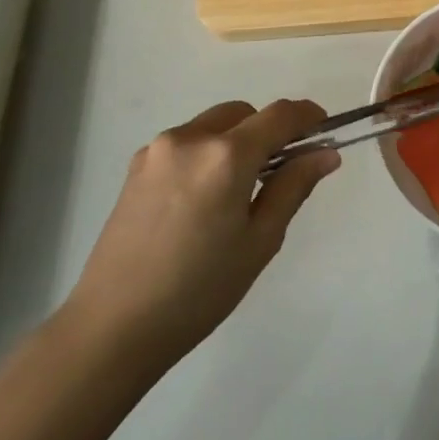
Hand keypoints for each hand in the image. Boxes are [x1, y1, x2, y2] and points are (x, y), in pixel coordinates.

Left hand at [62, 99, 339, 369]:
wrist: (113, 326)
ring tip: (237, 194)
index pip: (279, 115)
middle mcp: (190, 138)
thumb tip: (325, 153)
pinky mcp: (136, 167)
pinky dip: (206, 154)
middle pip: (243, 113)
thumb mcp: (259, 241)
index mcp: (225, 156)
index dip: (307, 116)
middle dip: (268, 130)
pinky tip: (202, 202)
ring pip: (212, 126)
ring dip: (235, 141)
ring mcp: (157, 150)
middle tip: (281, 172)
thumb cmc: (199, 290)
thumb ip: (293, 187)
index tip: (324, 130)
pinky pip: (186, 143)